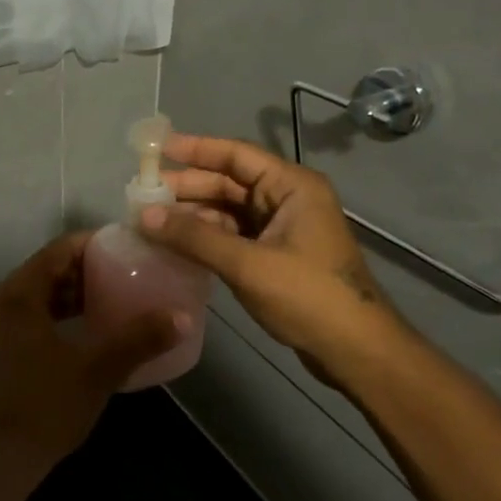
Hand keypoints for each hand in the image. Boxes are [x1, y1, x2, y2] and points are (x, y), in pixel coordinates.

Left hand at [0, 233, 183, 479]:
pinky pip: (35, 317)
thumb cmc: (43, 406)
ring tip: (116, 299)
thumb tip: (182, 317)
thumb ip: (138, 340)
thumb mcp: (97, 370)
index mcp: (19, 294)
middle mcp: (3, 302)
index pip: (59, 249)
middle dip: (88, 269)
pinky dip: (62, 316)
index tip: (129, 248)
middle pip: (49, 270)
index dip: (95, 244)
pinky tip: (89, 333)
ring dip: (75, 294)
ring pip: (41, 296)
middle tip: (128, 273)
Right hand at [138, 134, 409, 366]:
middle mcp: (287, 198)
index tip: (156, 149)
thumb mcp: (247, 264)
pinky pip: (236, 234)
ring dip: (194, 213)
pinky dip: (208, 236)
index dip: (195, 149)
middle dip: (188, 186)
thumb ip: (194, 237)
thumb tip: (144, 215)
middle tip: (143, 193)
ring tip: (152, 219)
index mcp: (291, 186)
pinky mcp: (278, 254)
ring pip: (230, 209)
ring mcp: (284, 227)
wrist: (357, 351)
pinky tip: (178, 243)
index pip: (236, 154)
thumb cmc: (307, 296)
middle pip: (230, 182)